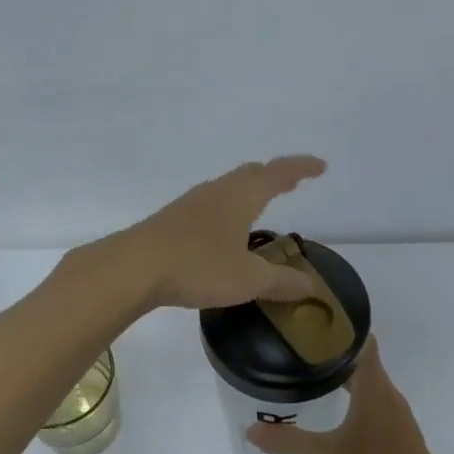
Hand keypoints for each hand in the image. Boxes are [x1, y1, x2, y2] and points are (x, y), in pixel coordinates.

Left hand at [111, 155, 327, 310]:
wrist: (132, 268)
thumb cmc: (198, 266)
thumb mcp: (248, 279)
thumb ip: (281, 282)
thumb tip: (310, 286)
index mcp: (241, 196)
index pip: (278, 173)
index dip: (301, 168)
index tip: (320, 167)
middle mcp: (216, 192)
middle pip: (250, 174)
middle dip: (274, 176)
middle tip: (292, 182)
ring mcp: (190, 204)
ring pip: (227, 188)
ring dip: (247, 191)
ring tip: (258, 205)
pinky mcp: (171, 221)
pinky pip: (209, 206)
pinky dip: (227, 209)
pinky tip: (222, 231)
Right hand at [246, 336, 446, 453]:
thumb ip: (288, 441)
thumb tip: (252, 430)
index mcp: (374, 387)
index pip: (363, 342)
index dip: (342, 330)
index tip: (314, 326)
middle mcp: (388, 393)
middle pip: (363, 361)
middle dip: (335, 355)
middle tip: (302, 354)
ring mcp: (397, 413)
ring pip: (370, 383)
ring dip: (346, 378)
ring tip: (315, 379)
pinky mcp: (399, 432)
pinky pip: (375, 402)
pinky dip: (356, 398)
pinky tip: (338, 413)